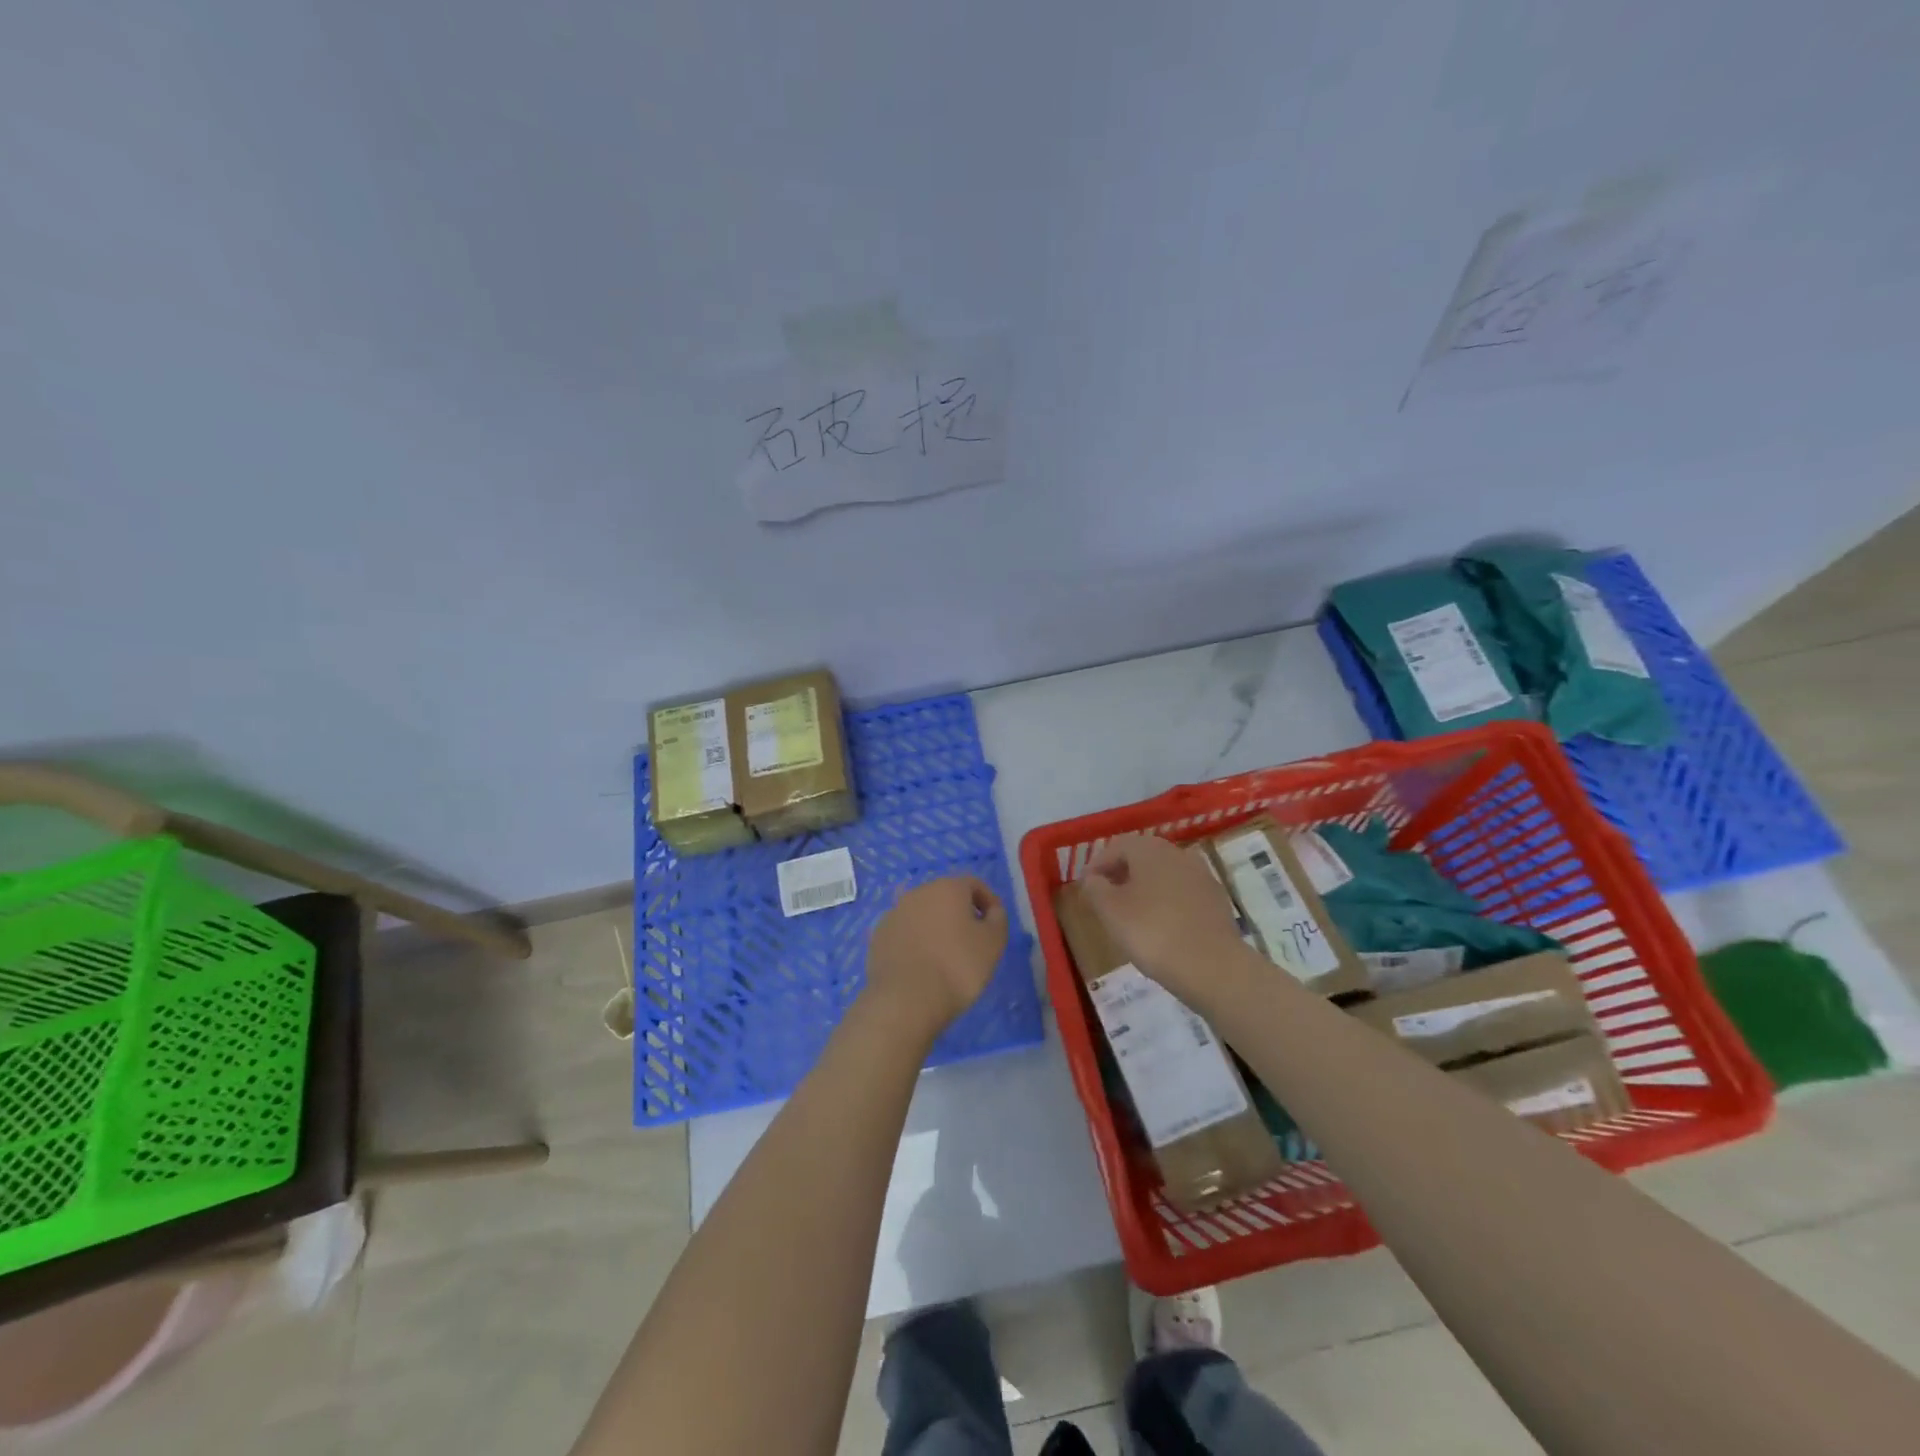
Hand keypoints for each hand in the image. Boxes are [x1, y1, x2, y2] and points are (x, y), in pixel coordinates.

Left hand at [864, 876, 1008, 1038]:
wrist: (906, 1000)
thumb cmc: (958, 967)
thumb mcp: (993, 943)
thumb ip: (998, 918)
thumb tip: (991, 910)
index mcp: (947, 888)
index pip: (973, 884)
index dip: (987, 901)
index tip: (994, 924)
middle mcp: (918, 893)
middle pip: (945, 896)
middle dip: (960, 913)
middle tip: (971, 941)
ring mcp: (894, 913)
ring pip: (923, 914)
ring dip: (935, 927)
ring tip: (945, 956)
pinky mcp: (879, 936)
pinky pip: (905, 932)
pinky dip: (915, 942)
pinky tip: (922, 965)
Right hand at [1080, 834, 1246, 1004]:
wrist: (1213, 966)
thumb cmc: (1152, 933)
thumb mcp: (1111, 911)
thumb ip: (1095, 889)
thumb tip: (1093, 878)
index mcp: (1149, 849)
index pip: (1116, 847)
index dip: (1097, 865)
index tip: (1086, 887)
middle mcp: (1177, 853)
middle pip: (1142, 857)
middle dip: (1122, 874)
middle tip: (1106, 898)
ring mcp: (1201, 875)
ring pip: (1164, 874)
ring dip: (1145, 887)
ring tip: (1132, 914)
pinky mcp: (1216, 899)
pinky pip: (1183, 893)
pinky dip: (1167, 902)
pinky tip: (1162, 925)